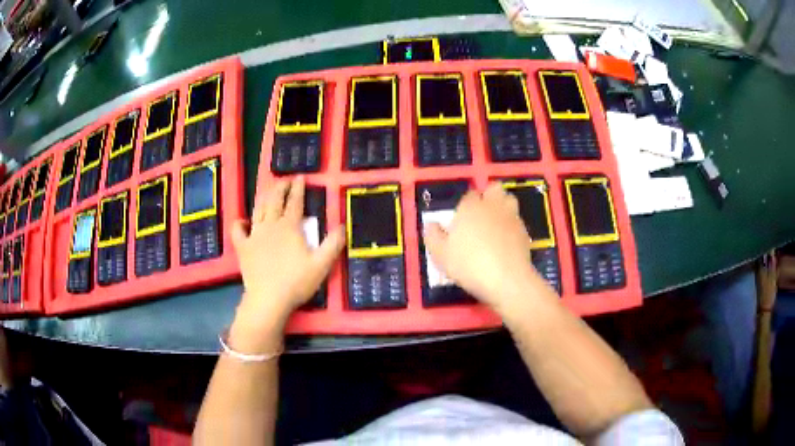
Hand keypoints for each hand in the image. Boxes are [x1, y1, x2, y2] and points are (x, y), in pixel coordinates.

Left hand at [230, 177, 344, 339]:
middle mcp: (271, 225)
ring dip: (263, 198)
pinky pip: (238, 230)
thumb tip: (342, 226)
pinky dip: (240, 222)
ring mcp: (254, 235)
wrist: (269, 299)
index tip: (300, 177)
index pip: (295, 202)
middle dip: (280, 187)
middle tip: (285, 181)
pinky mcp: (243, 247)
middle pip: (274, 200)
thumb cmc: (297, 282)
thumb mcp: (322, 265)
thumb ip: (333, 244)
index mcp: (290, 227)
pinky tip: (244, 221)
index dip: (298, 188)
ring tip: (268, 192)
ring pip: (258, 210)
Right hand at [424, 182, 550, 312]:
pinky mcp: (525, 232)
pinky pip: (517, 221)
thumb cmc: (469, 264)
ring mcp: (512, 217)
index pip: (469, 195)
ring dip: (503, 207)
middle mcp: (493, 206)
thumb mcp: (441, 254)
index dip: (465, 205)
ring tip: (495, 225)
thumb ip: (433, 236)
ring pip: (509, 201)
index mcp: (471, 206)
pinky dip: (511, 227)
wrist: (506, 280)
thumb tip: (431, 224)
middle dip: (489, 196)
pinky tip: (505, 243)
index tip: (461, 220)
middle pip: (494, 189)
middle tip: (481, 215)